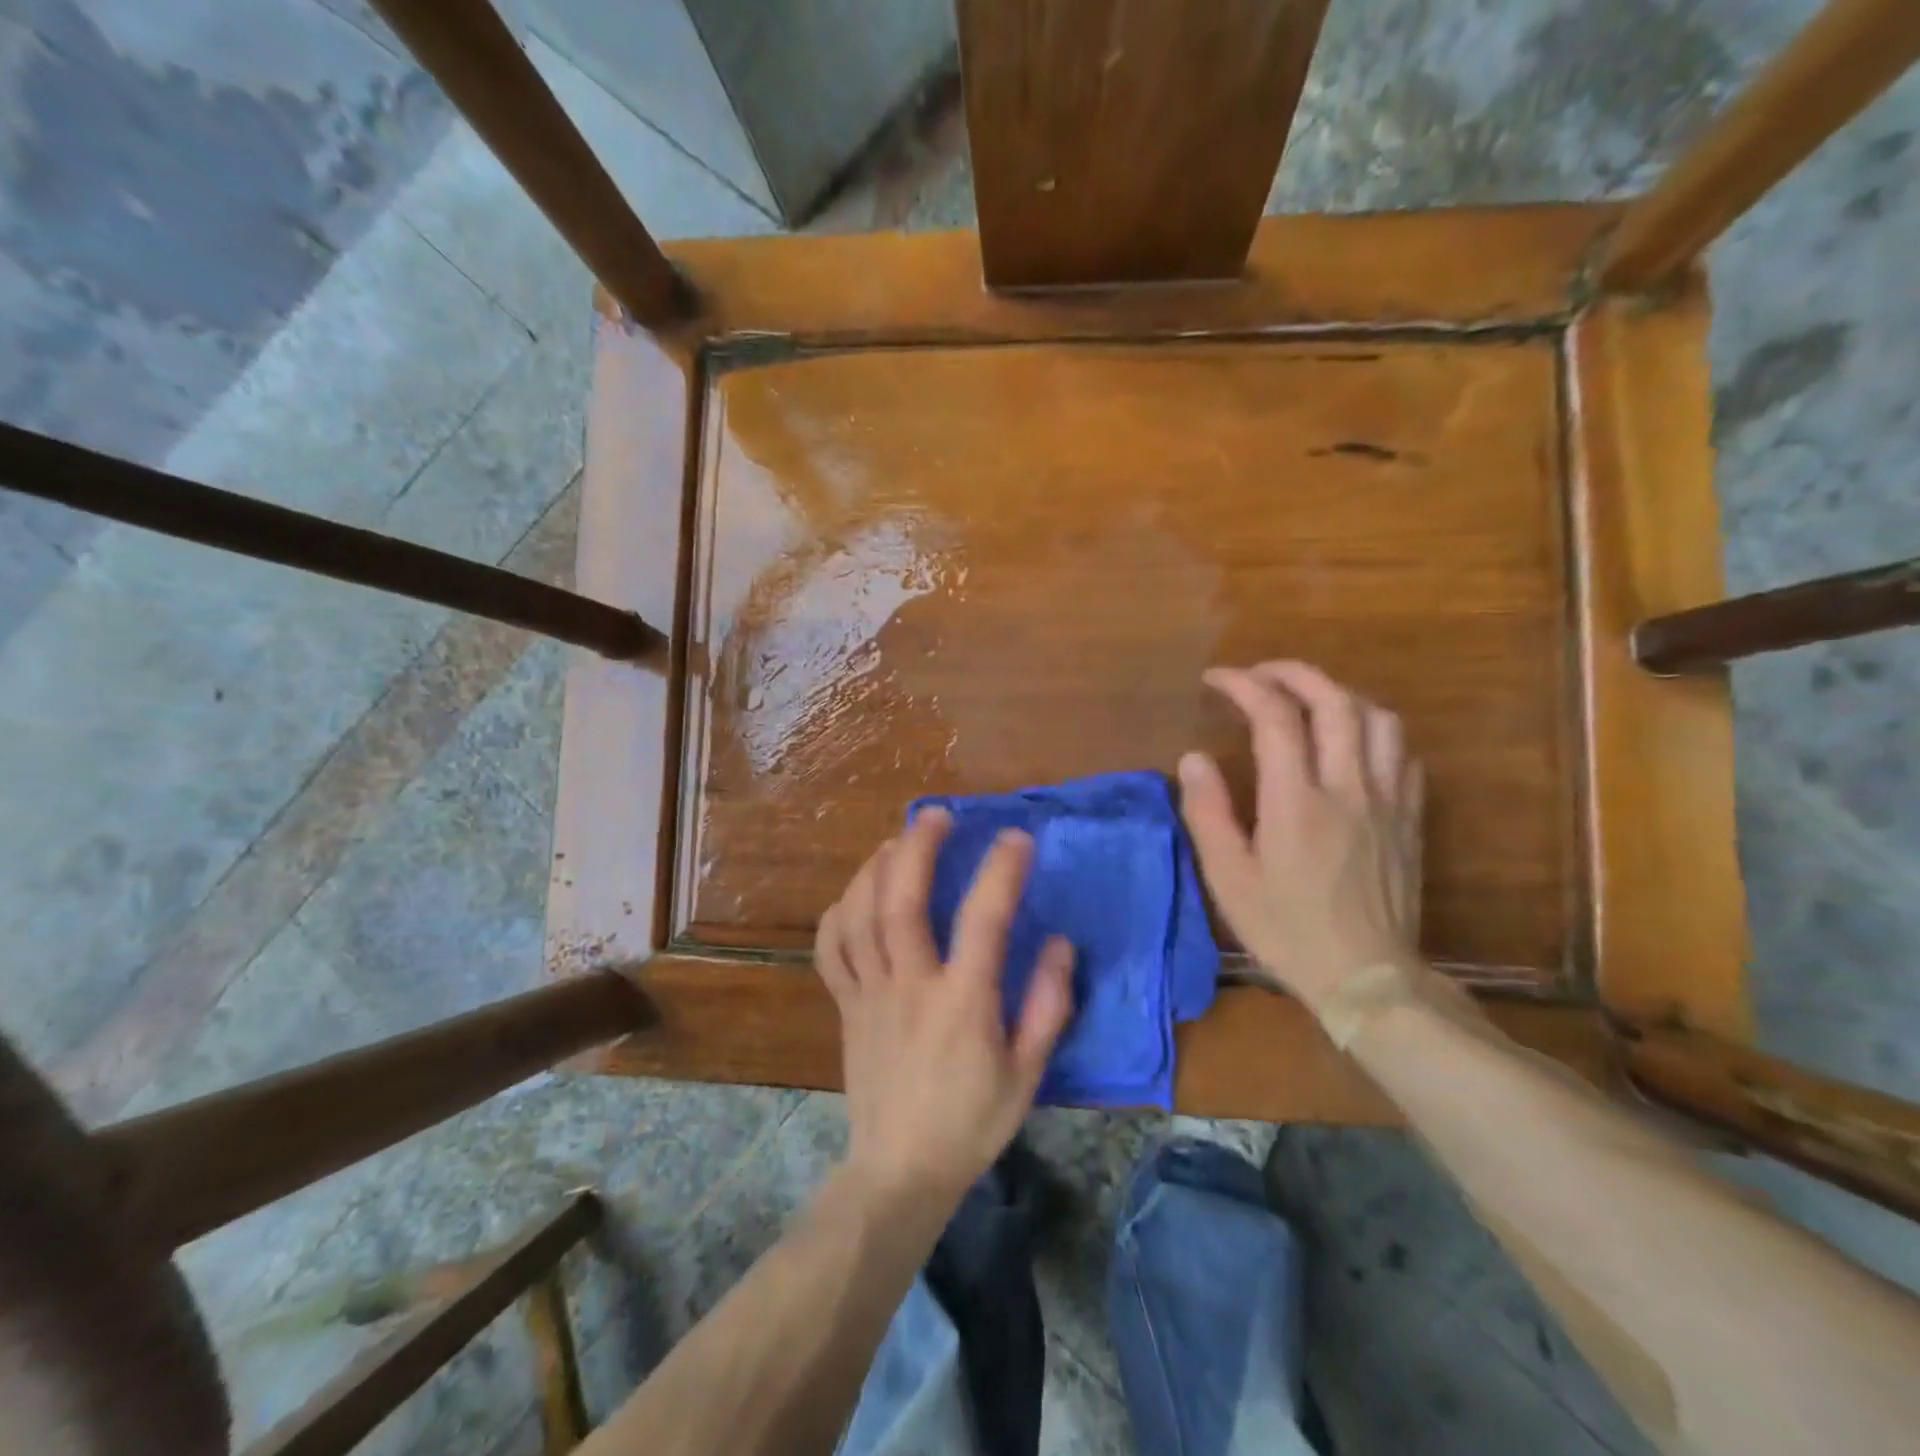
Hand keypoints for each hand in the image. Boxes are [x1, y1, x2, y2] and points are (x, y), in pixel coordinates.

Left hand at [815, 808, 1074, 1206]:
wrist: (900, 1171)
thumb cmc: (972, 1122)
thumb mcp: (1028, 1073)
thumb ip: (1048, 1006)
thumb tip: (1061, 943)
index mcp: (962, 1002)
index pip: (983, 920)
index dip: (1001, 871)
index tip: (1017, 837)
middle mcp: (910, 985)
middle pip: (902, 900)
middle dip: (918, 847)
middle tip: (937, 816)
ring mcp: (870, 993)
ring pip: (859, 915)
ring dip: (874, 868)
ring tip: (896, 843)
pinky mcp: (845, 1005)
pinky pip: (831, 949)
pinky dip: (838, 913)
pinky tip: (855, 895)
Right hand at [1176, 661, 1423, 1009]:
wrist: (1366, 978)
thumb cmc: (1286, 929)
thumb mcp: (1228, 879)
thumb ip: (1208, 812)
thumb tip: (1194, 758)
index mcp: (1297, 802)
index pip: (1275, 717)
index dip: (1244, 685)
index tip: (1216, 679)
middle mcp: (1348, 788)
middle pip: (1334, 701)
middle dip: (1293, 673)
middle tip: (1259, 674)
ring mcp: (1387, 800)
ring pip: (1377, 718)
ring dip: (1338, 695)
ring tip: (1306, 700)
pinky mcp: (1409, 817)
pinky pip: (1402, 752)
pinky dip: (1372, 729)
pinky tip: (1351, 741)